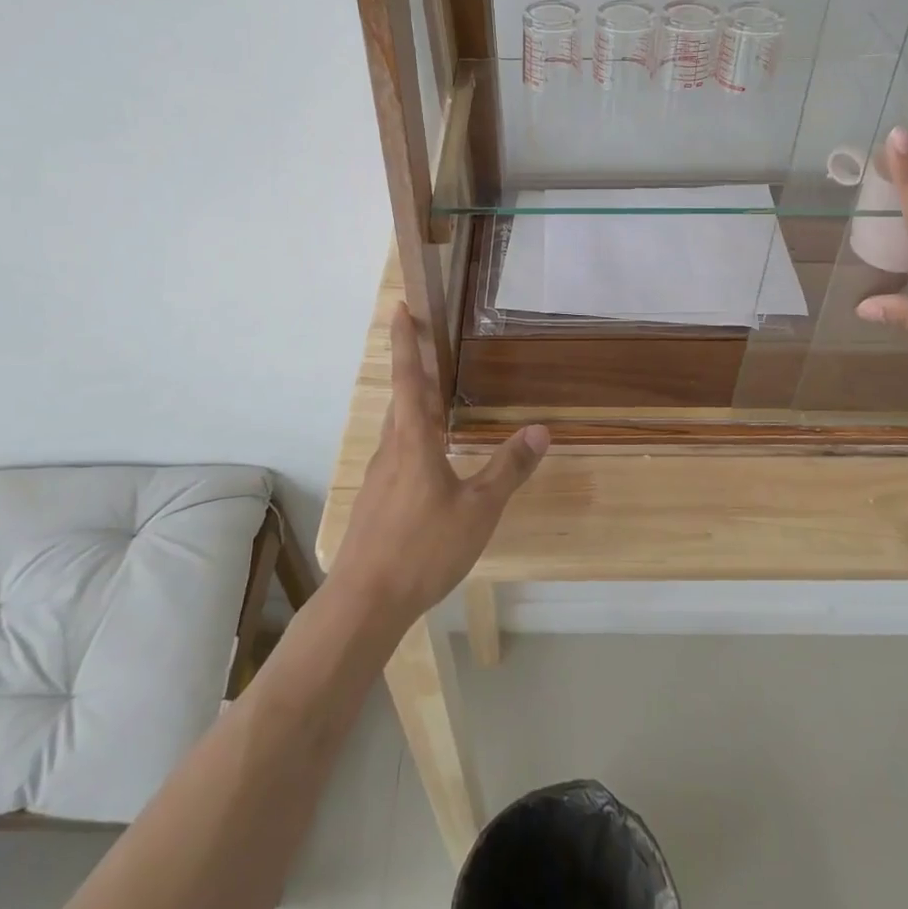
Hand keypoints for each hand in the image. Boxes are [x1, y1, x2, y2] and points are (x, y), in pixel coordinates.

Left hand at [330, 305, 549, 630]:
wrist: (366, 601)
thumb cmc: (424, 548)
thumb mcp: (479, 509)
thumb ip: (509, 468)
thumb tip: (540, 429)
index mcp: (413, 440)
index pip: (410, 378)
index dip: (406, 341)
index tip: (399, 307)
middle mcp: (392, 449)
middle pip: (403, 399)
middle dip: (415, 369)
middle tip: (432, 346)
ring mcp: (379, 476)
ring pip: (399, 428)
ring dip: (415, 406)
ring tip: (438, 399)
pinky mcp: (377, 500)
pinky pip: (397, 455)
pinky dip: (414, 438)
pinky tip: (431, 460)